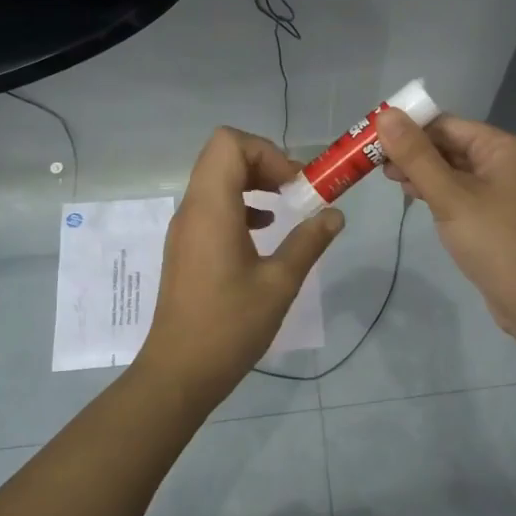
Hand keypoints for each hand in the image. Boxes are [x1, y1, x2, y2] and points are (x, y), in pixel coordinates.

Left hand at [139, 127, 343, 403]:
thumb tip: (335, 214)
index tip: (295, 184)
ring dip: (253, 183)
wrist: (180, 372)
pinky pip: (212, 206)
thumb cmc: (230, 326)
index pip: (229, 143)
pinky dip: (240, 205)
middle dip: (264, 163)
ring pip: (216, 180)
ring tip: (286, 208)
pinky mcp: (186, 247)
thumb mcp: (280, 283)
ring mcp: (185, 229)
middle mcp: (192, 209)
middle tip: (296, 190)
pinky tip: (264, 232)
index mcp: (212, 209)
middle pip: (222, 156)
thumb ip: (309, 241)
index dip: (266, 152)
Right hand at [376, 108, 515, 332]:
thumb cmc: (495, 242)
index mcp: (502, 149)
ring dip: (422, 172)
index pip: (448, 124)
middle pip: (451, 145)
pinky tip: (414, 197)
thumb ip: (416, 156)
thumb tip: (385, 114)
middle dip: (414, 151)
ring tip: (389, 180)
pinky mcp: (496, 217)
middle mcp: (506, 164)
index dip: (410, 127)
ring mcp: (502, 192)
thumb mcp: (450, 196)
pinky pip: (461, 193)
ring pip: (454, 170)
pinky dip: (437, 192)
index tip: (374, 138)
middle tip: (375, 163)